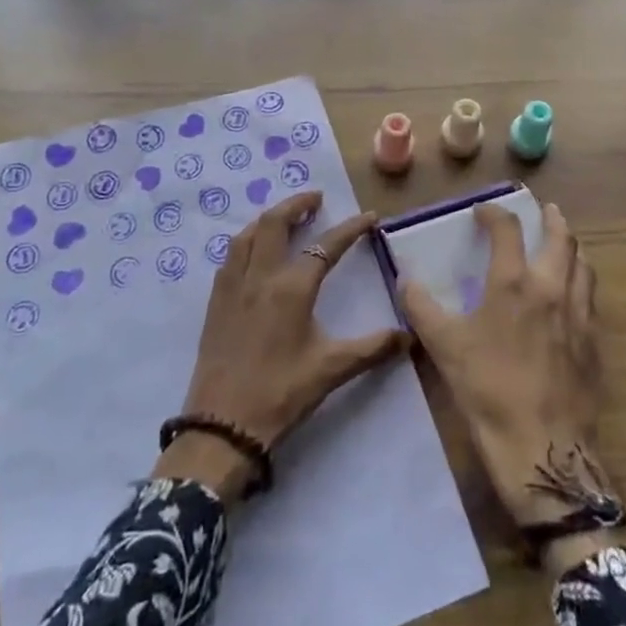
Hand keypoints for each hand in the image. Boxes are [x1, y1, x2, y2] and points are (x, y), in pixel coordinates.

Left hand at [155, 193, 407, 504]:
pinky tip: (253, 252)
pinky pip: (230, 256)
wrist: (222, 426)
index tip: (369, 216)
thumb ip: (372, 349)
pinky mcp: (216, 302)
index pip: (327, 246)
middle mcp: (261, 276)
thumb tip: (409, 337)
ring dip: (269, 218)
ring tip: (285, 217)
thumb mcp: (331, 370)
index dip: (351, 228)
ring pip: (248, 234)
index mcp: (292, 288)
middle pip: (276, 223)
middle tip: (316, 199)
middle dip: (297, 204)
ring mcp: (233, 286)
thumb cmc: (281, 394)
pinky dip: (246, 240)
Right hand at [399, 203, 609, 538]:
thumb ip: (421, 307)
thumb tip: (404, 280)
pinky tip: (572, 296)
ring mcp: (578, 315)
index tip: (482, 212)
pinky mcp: (593, 342)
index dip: (494, 214)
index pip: (507, 230)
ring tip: (564, 245)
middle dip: (552, 219)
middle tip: (545, 210)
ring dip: (572, 248)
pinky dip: (581, 282)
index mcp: (513, 283)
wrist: (541, 446)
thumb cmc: (488, 388)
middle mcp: (551, 288)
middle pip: (561, 239)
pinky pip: (590, 298)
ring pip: (583, 266)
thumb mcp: (444, 346)